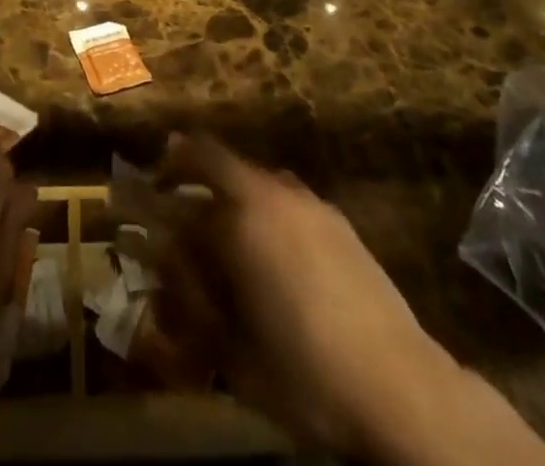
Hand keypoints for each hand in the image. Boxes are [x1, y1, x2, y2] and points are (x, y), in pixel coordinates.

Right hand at [154, 134, 544, 465]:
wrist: (400, 387)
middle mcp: (271, 193)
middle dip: (187, 164)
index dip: (158, 181)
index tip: (143, 191)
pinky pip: (284, 194)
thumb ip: (190, 296)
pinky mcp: (336, 219)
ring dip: (227, 185)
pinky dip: (263, 203)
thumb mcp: (231, 348)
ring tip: (219, 221)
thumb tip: (162, 259)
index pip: (182, 179)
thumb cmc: (304, 372)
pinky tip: (268, 245)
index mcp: (240, 217)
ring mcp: (308, 202)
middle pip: (217, 157)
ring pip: (253, 175)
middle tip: (170, 185)